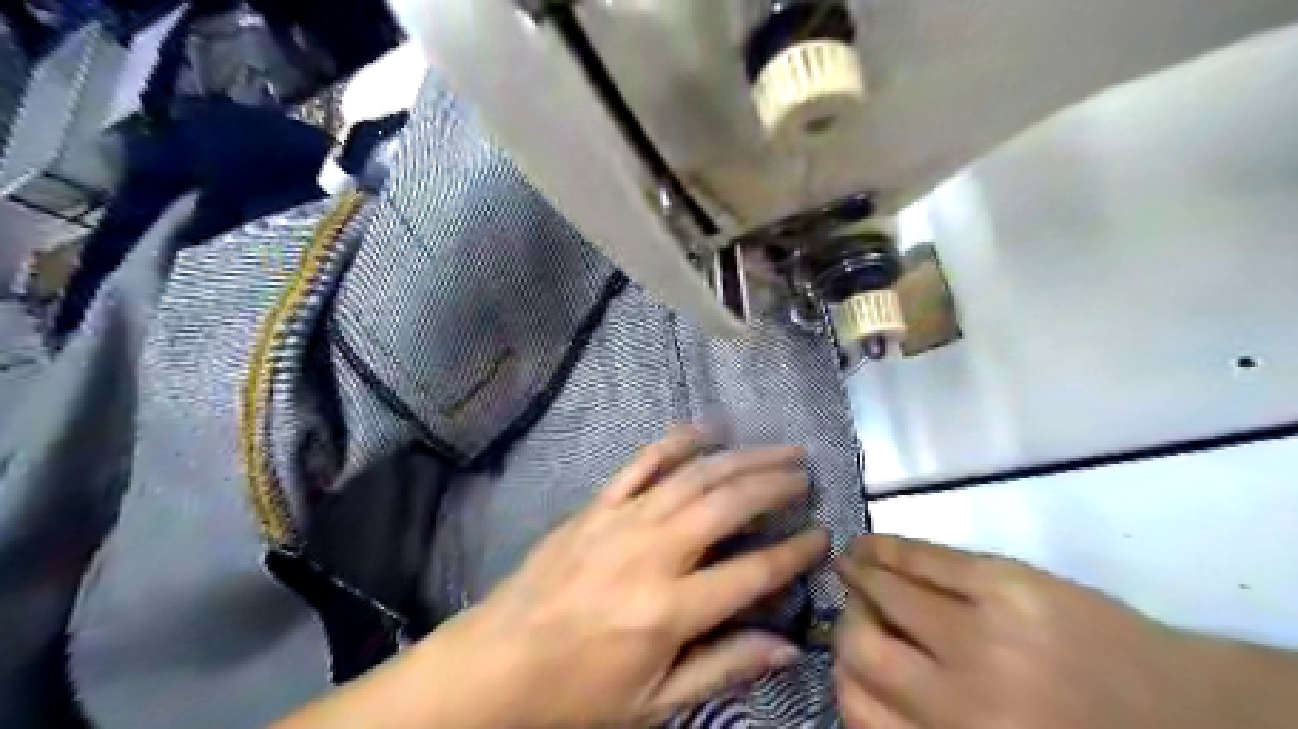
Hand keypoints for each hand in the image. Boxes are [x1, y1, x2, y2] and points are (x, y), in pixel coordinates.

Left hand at [422, 426, 830, 728]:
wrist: (496, 663)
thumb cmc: (577, 693)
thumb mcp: (654, 701)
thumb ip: (723, 667)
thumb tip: (787, 648)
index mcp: (670, 608)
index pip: (752, 572)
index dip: (795, 552)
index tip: (823, 535)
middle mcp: (653, 553)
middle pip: (727, 505)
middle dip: (775, 484)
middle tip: (806, 473)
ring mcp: (622, 520)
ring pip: (693, 476)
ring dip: (741, 457)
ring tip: (777, 449)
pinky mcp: (597, 506)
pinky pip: (641, 464)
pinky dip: (677, 442)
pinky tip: (707, 429)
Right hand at [831, 535, 1297, 727]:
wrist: (1196, 716)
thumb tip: (859, 686)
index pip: (860, 711)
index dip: (843, 678)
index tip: (846, 660)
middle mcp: (961, 701)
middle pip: (862, 649)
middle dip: (847, 627)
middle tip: (851, 612)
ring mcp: (983, 634)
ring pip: (887, 594)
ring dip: (858, 577)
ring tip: (849, 567)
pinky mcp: (1007, 583)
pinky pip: (926, 559)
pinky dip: (887, 549)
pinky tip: (868, 546)